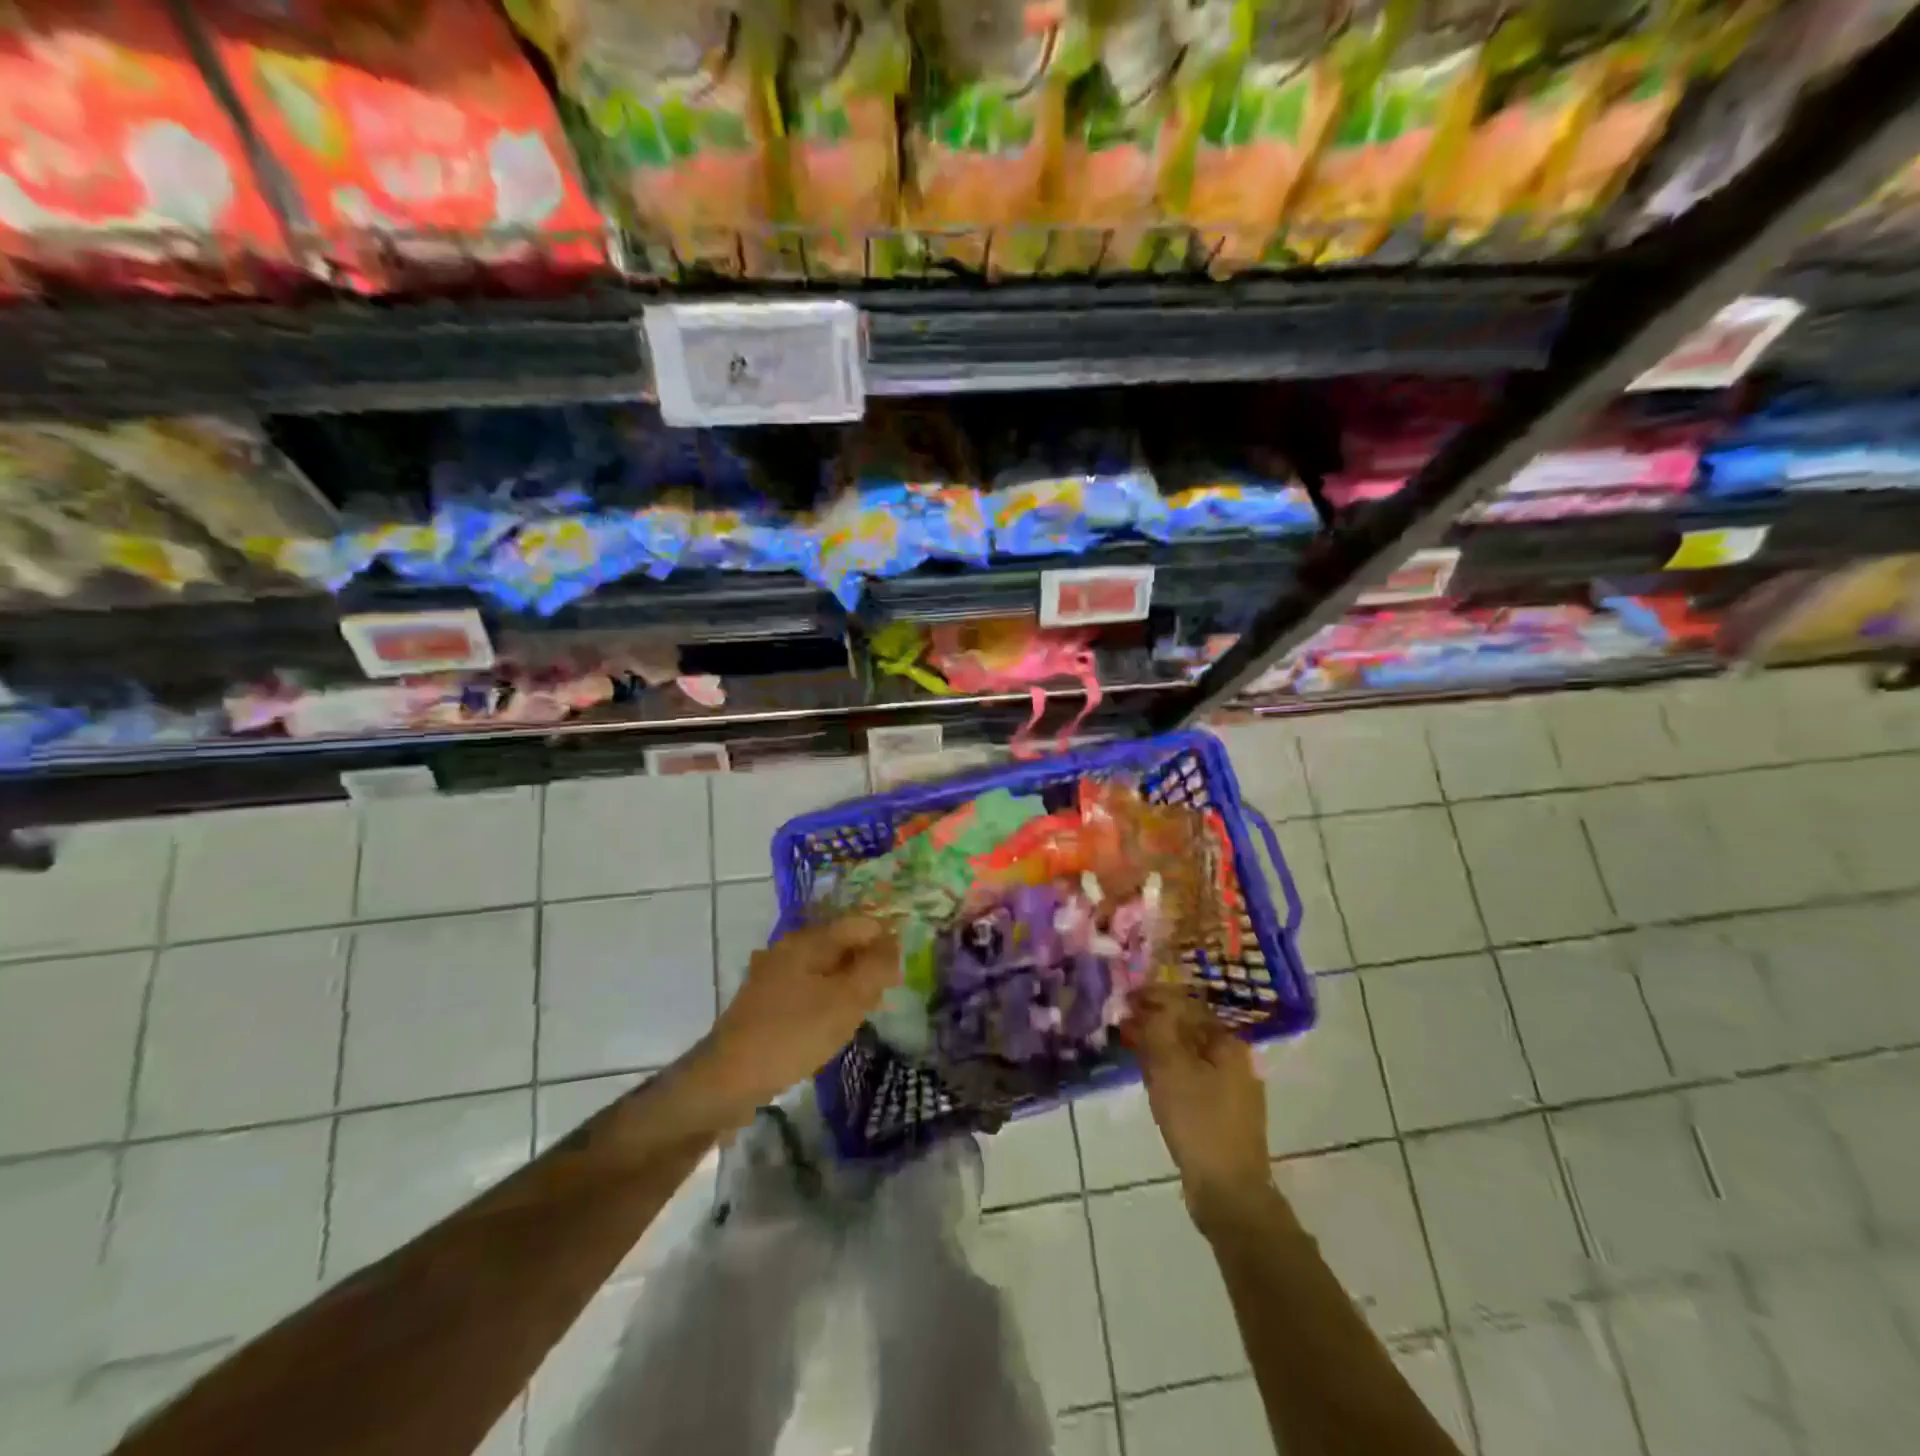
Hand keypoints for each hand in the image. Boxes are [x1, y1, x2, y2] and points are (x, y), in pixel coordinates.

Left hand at [695, 916, 897, 1120]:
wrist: (727, 1079)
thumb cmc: (793, 1034)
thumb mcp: (845, 1001)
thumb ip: (875, 968)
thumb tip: (893, 945)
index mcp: (808, 940)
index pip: (860, 924)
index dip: (886, 944)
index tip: (898, 977)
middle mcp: (789, 948)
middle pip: (841, 944)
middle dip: (867, 966)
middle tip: (881, 1000)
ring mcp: (774, 974)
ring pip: (825, 968)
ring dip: (848, 985)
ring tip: (860, 1015)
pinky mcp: (766, 1000)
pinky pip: (808, 988)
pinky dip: (826, 999)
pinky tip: (830, 1026)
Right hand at [1122, 986, 1276, 1231]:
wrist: (1229, 1192)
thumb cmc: (1198, 1122)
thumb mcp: (1170, 1068)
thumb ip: (1157, 1029)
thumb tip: (1146, 1004)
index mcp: (1228, 1044)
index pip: (1187, 1005)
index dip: (1154, 997)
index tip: (1126, 997)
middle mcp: (1235, 1060)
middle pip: (1189, 1029)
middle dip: (1155, 1021)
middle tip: (1124, 1021)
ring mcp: (1232, 1089)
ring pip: (1188, 1054)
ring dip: (1160, 1046)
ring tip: (1132, 1045)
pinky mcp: (1222, 1113)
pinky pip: (1191, 1078)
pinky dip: (1169, 1070)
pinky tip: (1151, 1076)